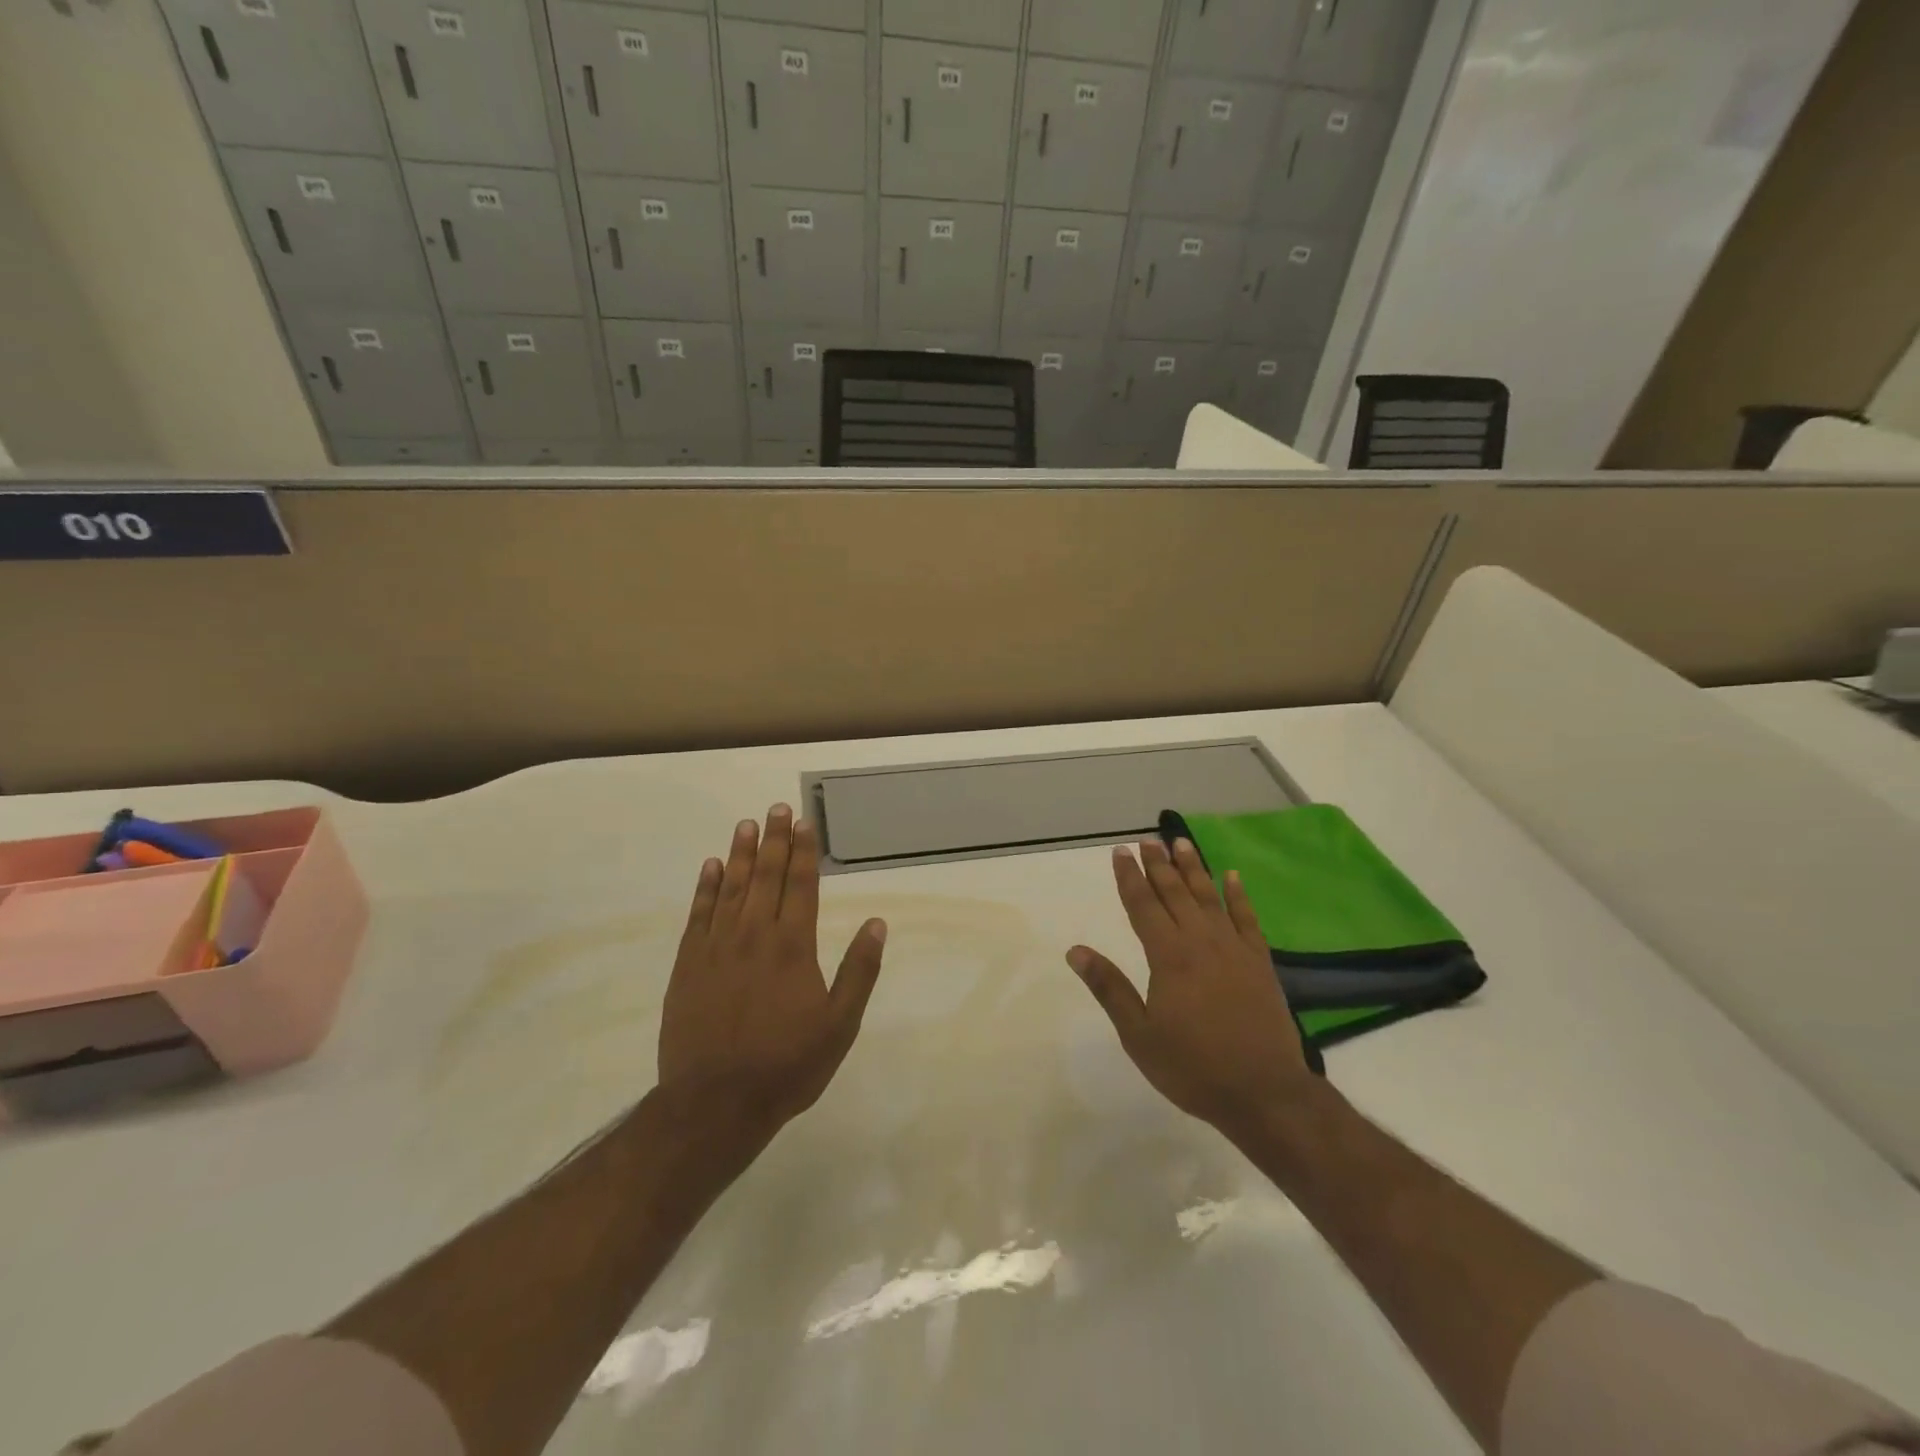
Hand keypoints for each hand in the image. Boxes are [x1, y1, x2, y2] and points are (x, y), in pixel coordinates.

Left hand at [660, 804, 887, 1129]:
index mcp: (793, 947)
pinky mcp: (688, 965)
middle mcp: (754, 935)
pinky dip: (706, 888)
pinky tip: (711, 867)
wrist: (715, 1103)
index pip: (801, 886)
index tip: (805, 822)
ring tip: (747, 824)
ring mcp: (717, 948)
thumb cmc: (786, 1065)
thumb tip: (877, 923)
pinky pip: (698, 915)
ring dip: (741, 854)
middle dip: (775, 840)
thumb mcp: (840, 1025)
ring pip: (732, 888)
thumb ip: (859, 971)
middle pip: (766, 877)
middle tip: (777, 808)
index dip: (804, 852)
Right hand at [1069, 838, 1313, 1133]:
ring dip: (1193, 868)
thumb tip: (1076, 950)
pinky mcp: (1260, 962)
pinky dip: (1238, 895)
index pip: (1143, 906)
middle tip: (1147, 840)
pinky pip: (1247, 918)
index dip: (1129, 877)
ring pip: (1209, 897)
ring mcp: (1234, 949)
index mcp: (1169, 956)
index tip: (1120, 852)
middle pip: (1175, 893)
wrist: (1264, 1093)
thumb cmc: (1194, 1067)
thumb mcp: (1139, 1035)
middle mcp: (1201, 942)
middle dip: (1158, 864)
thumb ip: (1109, 988)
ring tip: (1181, 843)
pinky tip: (1232, 877)